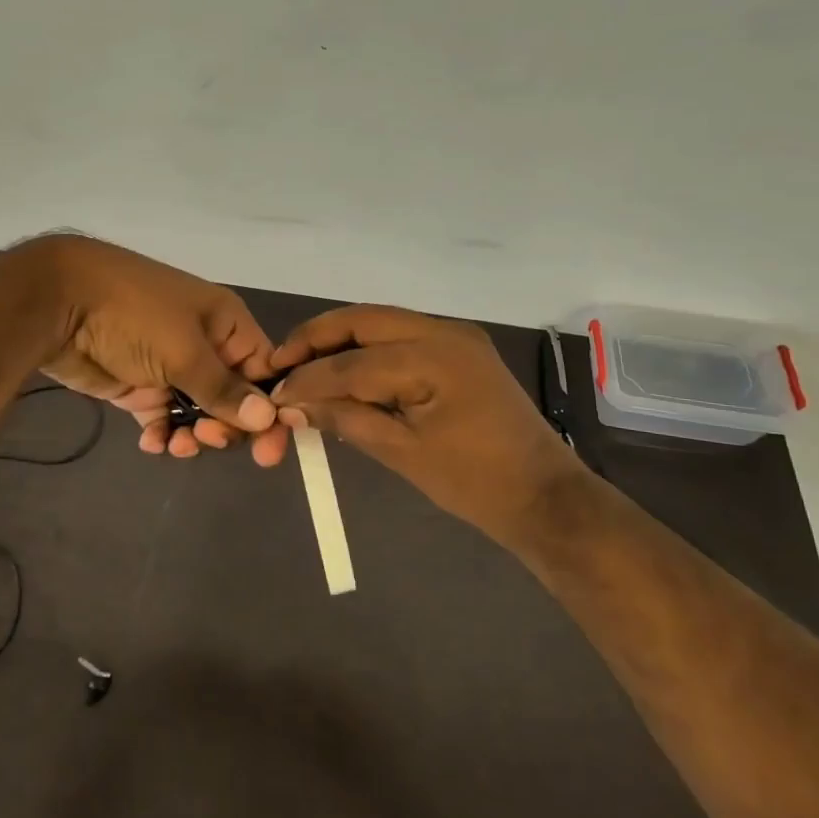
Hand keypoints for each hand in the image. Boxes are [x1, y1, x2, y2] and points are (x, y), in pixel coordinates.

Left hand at [27, 235, 281, 458]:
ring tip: (178, 445)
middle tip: (208, 438)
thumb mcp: (185, 350)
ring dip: (195, 435)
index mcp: (226, 324)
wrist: (59, 301)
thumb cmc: (135, 315)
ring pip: (200, 413)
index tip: (268, 451)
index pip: (264, 372)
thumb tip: (268, 419)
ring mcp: (170, 367)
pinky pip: (164, 418)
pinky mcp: (139, 386)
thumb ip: (224, 389)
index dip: (269, 410)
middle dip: (228, 425)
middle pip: (234, 398)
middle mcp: (204, 346)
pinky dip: (163, 434)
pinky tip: (153, 443)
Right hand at [264, 305, 584, 544]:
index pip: (353, 362)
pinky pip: (400, 338)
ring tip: (302, 365)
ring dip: (339, 341)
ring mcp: (454, 337)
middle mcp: (445, 332)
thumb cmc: (476, 483)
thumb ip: (346, 419)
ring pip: (380, 324)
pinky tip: (343, 370)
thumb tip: (292, 406)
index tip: (273, 393)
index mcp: (435, 357)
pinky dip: (366, 350)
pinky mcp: (458, 350)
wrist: (545, 497)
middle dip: (317, 338)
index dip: (309, 378)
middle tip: (279, 362)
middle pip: (363, 321)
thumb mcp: (404, 453)